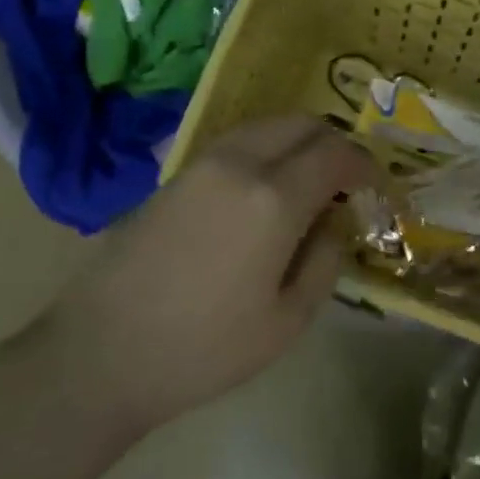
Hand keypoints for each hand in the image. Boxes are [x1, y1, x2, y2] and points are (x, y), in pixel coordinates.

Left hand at [77, 116, 377, 430]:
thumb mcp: (287, 321)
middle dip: (334, 144)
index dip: (366, 166)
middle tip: (346, 182)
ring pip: (266, 127)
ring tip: (308, 185)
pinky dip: (266, 152)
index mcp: (273, 198)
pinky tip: (264, 192)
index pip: (336, 155)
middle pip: (301, 124)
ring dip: (298, 144)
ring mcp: (201, 164)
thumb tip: (332, 223)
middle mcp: (239, 164)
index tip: (378, 188)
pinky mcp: (174, 176)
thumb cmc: (204, 348)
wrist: (101, 353)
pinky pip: (236, 143)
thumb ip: (324, 261)